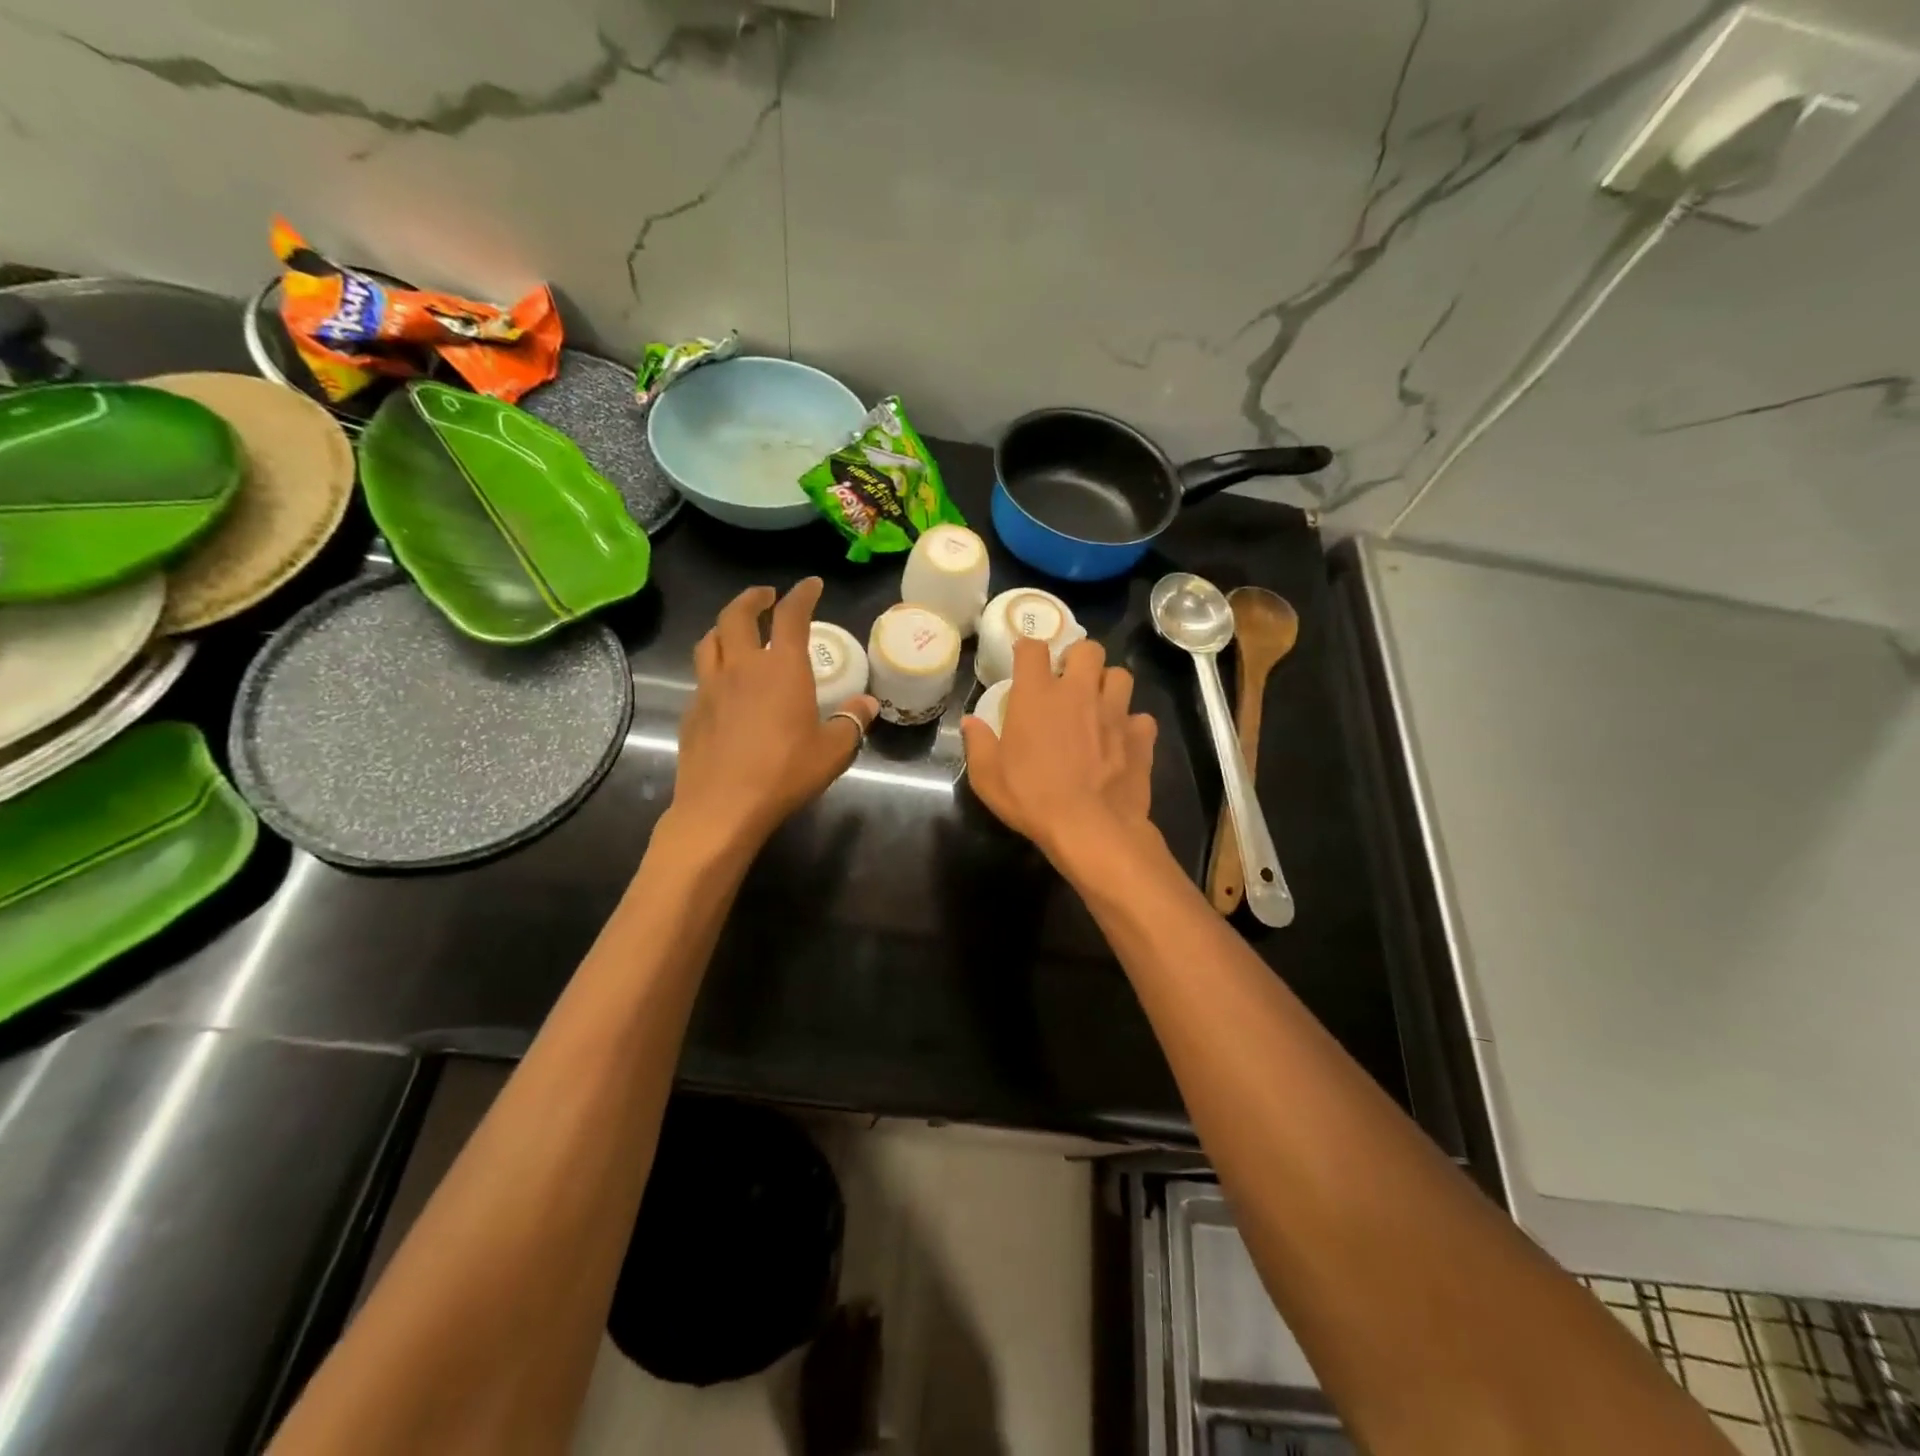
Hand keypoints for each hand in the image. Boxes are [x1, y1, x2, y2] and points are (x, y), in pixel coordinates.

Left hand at [670, 578, 878, 850]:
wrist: (723, 806)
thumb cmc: (785, 773)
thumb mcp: (833, 750)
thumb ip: (851, 722)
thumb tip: (867, 704)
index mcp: (782, 668)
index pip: (792, 615)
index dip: (802, 594)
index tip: (811, 585)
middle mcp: (742, 666)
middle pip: (737, 615)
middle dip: (753, 598)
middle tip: (766, 596)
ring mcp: (710, 686)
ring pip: (710, 639)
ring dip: (725, 626)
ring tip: (737, 630)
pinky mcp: (692, 710)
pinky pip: (702, 674)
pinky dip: (714, 664)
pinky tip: (724, 683)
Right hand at [960, 635, 1158, 867]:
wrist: (1090, 828)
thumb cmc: (1032, 799)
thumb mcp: (988, 777)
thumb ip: (978, 743)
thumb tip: (969, 722)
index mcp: (1037, 695)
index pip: (1033, 648)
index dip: (1028, 650)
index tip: (1025, 661)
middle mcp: (1078, 692)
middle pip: (1088, 648)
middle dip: (1079, 659)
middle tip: (1069, 681)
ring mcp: (1114, 712)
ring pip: (1120, 675)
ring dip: (1109, 685)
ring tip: (1100, 705)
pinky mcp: (1140, 736)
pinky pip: (1141, 718)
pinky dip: (1132, 726)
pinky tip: (1123, 741)